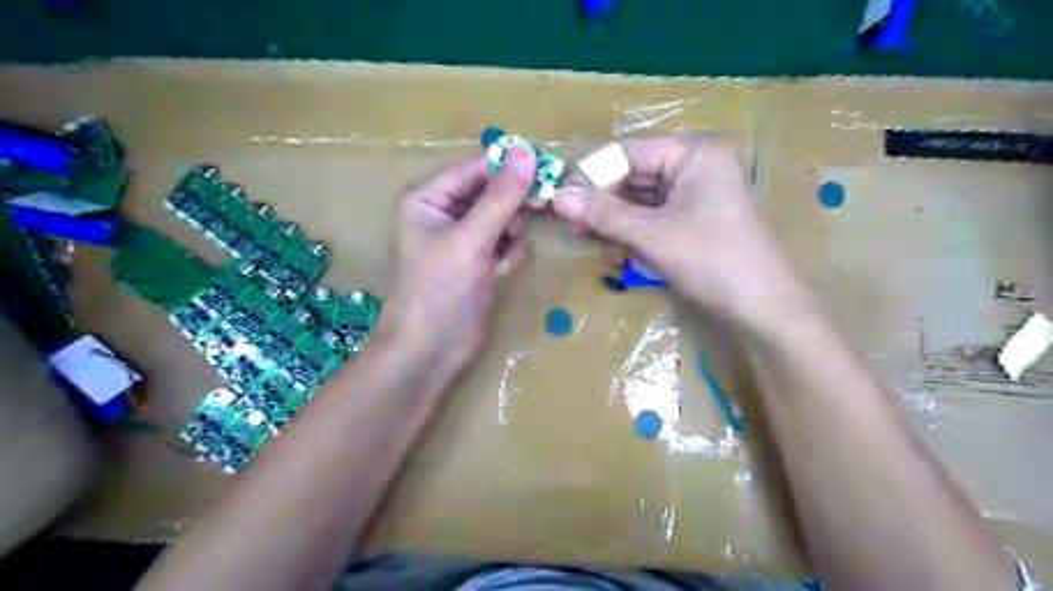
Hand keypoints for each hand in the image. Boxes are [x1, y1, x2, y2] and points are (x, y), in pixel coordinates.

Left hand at [378, 147, 537, 381]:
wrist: (430, 351)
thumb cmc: (441, 290)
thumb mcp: (471, 239)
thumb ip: (501, 197)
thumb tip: (528, 152)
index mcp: (428, 198)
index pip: (475, 168)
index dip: (510, 167)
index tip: (548, 169)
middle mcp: (443, 213)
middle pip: (489, 192)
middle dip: (513, 201)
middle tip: (543, 206)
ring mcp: (461, 240)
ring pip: (499, 217)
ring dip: (513, 226)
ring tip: (515, 244)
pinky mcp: (476, 263)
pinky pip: (501, 241)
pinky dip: (509, 248)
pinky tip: (508, 263)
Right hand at [555, 137, 803, 322]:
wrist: (764, 309)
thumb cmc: (711, 260)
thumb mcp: (652, 235)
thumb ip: (604, 214)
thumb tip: (557, 196)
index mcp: (695, 155)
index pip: (630, 154)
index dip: (593, 175)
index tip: (560, 198)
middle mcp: (698, 168)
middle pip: (636, 177)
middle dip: (603, 202)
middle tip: (570, 224)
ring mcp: (699, 197)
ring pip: (644, 201)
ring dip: (615, 219)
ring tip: (586, 238)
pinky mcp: (697, 223)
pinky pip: (656, 218)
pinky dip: (633, 231)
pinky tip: (611, 246)